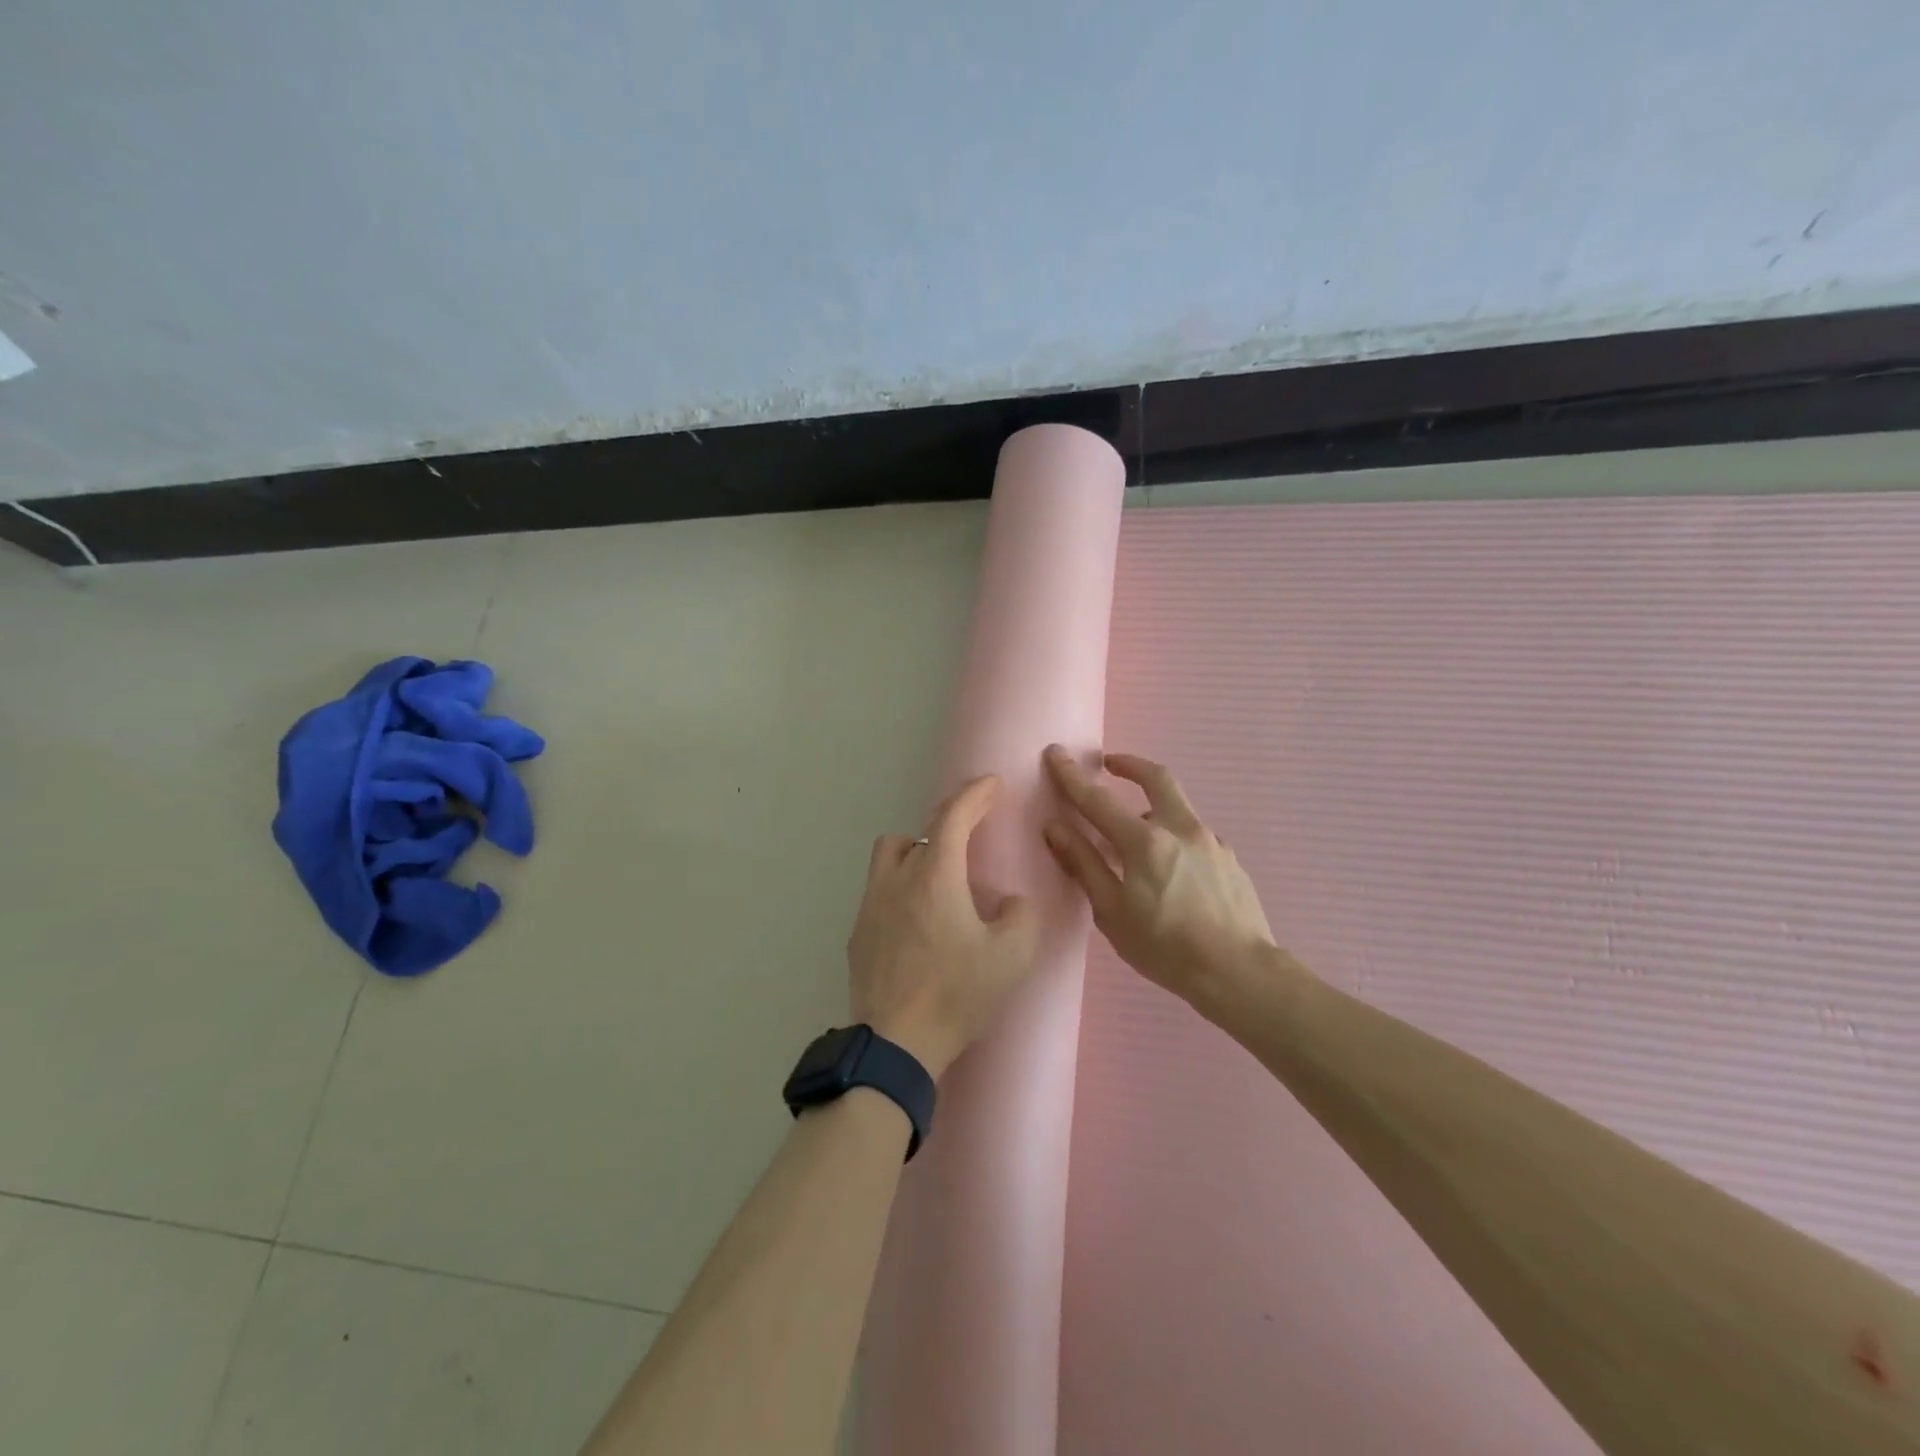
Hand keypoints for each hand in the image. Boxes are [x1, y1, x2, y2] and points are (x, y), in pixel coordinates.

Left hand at [848, 775, 1039, 1078]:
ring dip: (915, 858)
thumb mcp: (1012, 957)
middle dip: (944, 830)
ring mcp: (870, 907)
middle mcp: (896, 880)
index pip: (953, 816)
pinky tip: (917, 926)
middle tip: (969, 847)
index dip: (974, 794)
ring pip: (889, 859)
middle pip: (915, 834)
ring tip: (938, 884)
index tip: (992, 784)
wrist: (895, 1044)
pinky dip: (900, 892)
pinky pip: (879, 894)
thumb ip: (1021, 916)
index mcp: (934, 877)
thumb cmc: (956, 994)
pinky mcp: (857, 935)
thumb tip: (1008, 901)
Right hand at [1042, 745, 1277, 1010]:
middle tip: (1110, 763)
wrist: (1240, 973)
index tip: (1056, 753)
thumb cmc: (1165, 948)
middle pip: (1156, 778)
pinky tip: (1170, 872)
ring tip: (1134, 841)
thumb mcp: (1112, 912)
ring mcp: (1211, 841)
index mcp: (1144, 842)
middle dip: (1130, 764)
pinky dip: (1173, 839)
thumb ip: (1084, 865)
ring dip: (1151, 810)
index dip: (1072, 776)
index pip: (1098, 800)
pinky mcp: (1230, 859)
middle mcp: (1180, 829)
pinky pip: (1194, 837)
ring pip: (1177, 809)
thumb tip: (1054, 828)